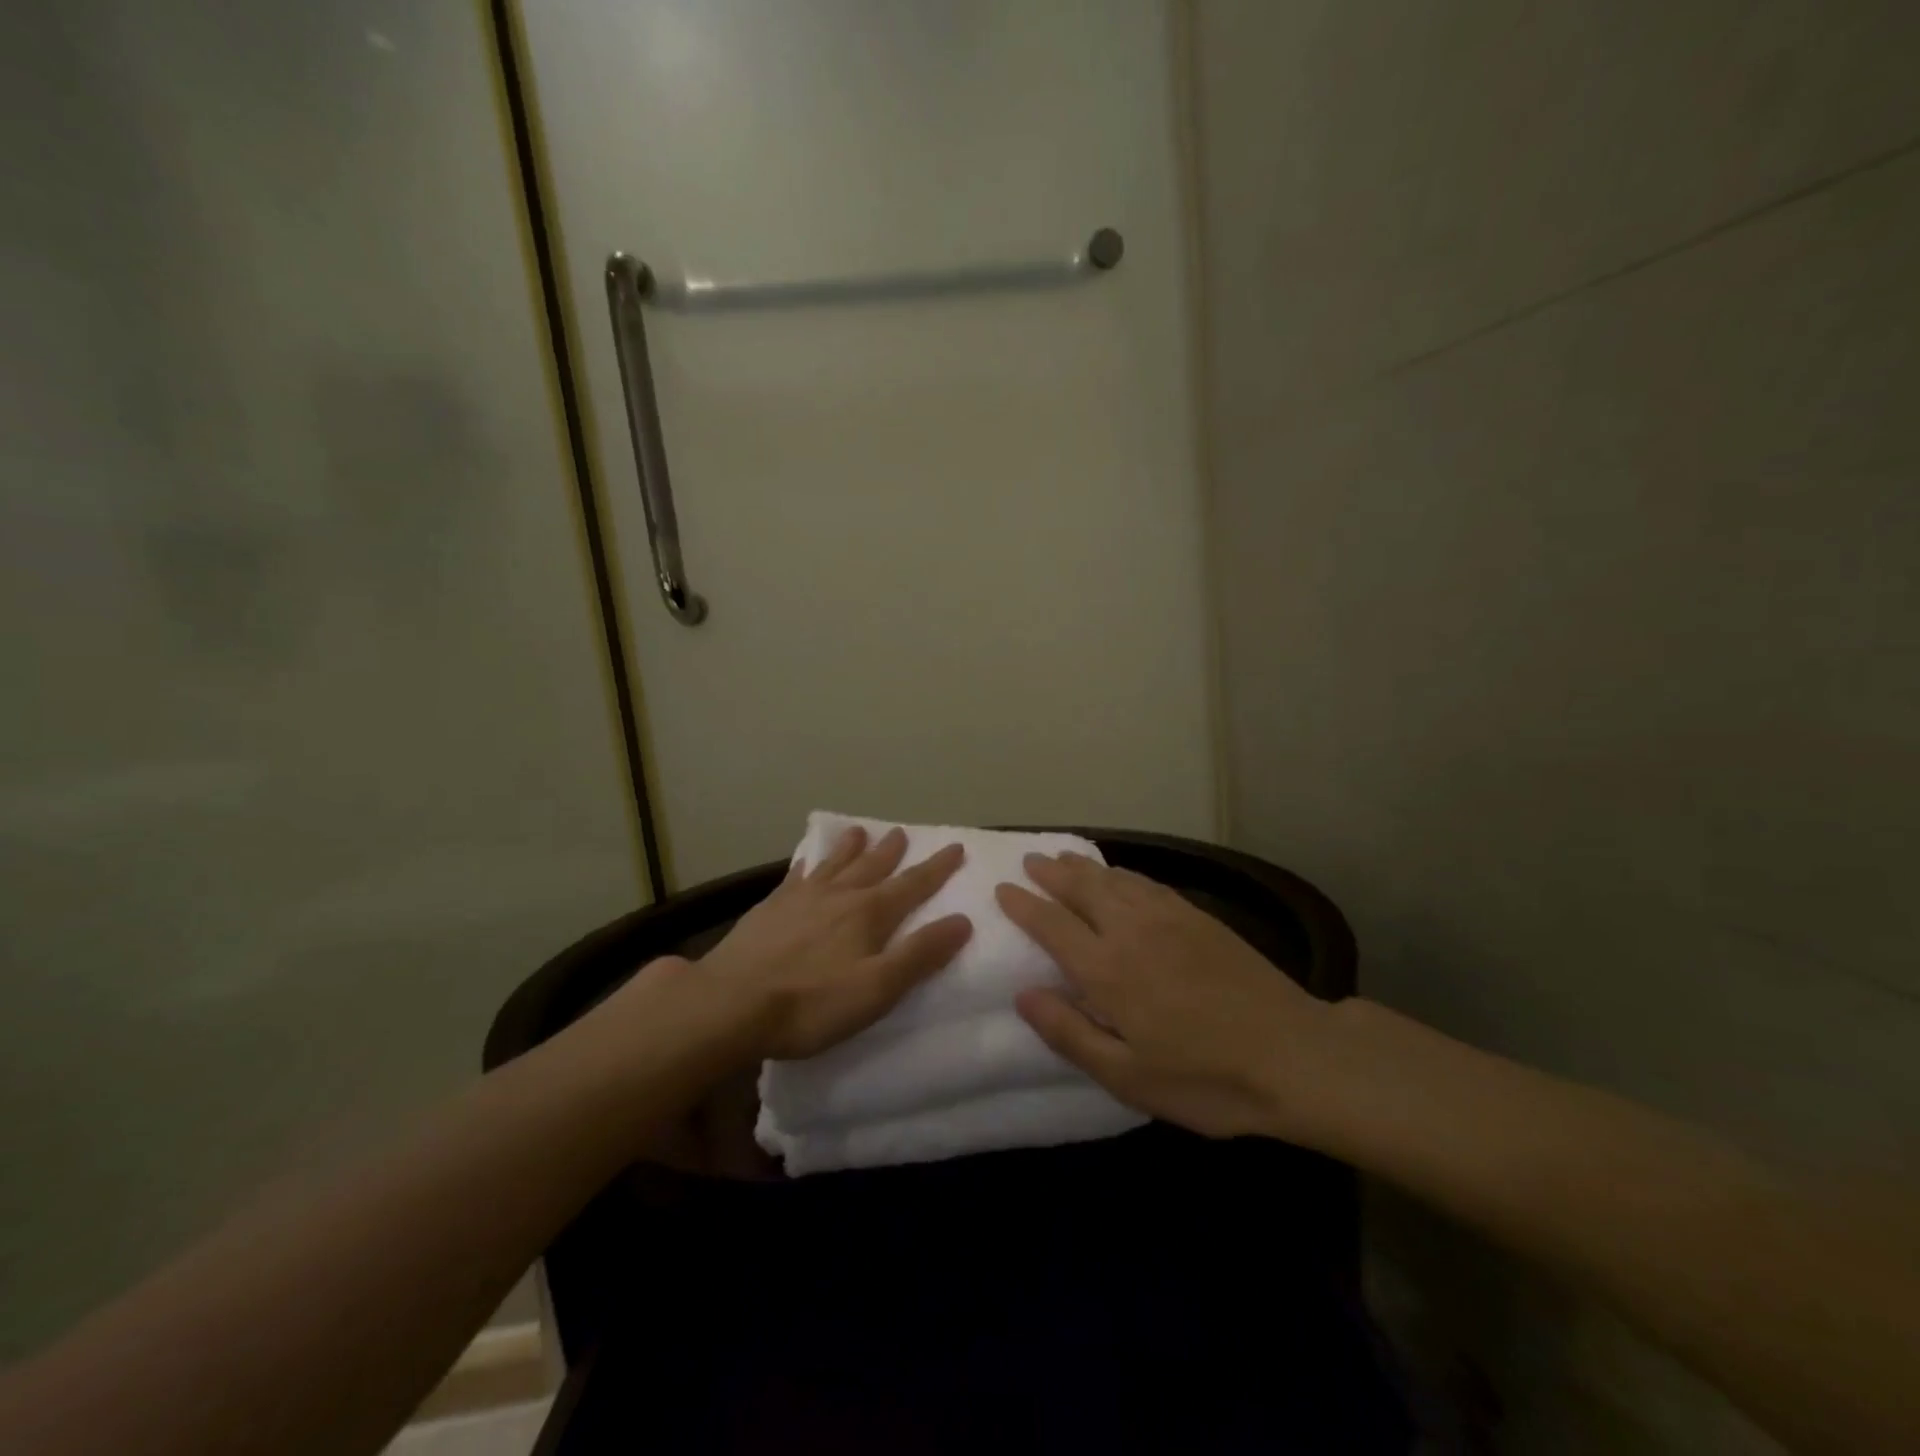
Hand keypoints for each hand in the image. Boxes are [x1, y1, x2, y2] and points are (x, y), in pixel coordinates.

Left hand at [701, 825, 972, 1059]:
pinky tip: (806, 861)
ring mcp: (801, 898)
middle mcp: (838, 896)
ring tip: (860, 831)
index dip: (937, 868)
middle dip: (892, 851)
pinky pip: (796, 876)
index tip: (955, 847)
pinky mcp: (770, 908)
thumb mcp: (877, 988)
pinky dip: (808, 864)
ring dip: (851, 848)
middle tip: (902, 832)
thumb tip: (963, 920)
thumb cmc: (811, 1004)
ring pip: (834, 865)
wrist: (730, 1003)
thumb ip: (920, 954)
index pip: (912, 885)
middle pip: (872, 867)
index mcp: (869, 914)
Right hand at [997, 852, 1339, 1142]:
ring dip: (1083, 866)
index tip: (1002, 889)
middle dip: (1050, 873)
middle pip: (1081, 890)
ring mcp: (1168, 918)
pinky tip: (1119, 874)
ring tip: (1062, 857)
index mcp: (1107, 970)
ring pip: (1114, 879)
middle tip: (1029, 861)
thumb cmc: (1207, 1078)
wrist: (1296, 1055)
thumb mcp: (1129, 1077)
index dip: (1024, 905)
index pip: (1052, 925)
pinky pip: (1147, 882)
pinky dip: (1122, 872)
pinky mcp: (1199, 917)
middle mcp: (1131, 931)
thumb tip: (1023, 995)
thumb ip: (1070, 1034)